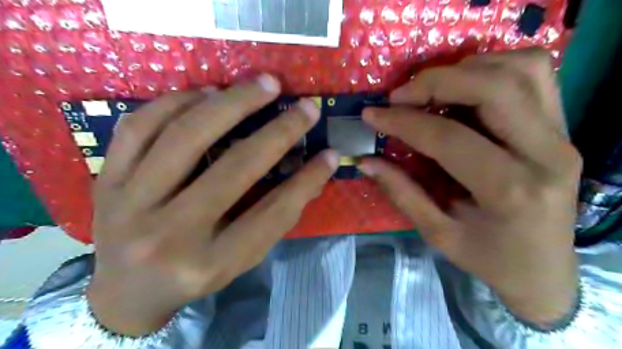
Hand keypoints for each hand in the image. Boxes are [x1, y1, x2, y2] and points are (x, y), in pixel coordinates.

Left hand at [86, 75, 338, 336]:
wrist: (127, 291)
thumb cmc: (195, 274)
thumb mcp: (241, 258)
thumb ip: (276, 217)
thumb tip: (314, 172)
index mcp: (210, 262)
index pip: (272, 213)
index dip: (306, 180)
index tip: (329, 154)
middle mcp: (169, 235)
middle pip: (234, 169)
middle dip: (278, 132)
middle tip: (304, 106)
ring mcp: (130, 204)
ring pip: (184, 137)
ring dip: (231, 102)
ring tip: (260, 84)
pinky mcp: (106, 180)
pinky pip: (139, 127)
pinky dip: (177, 101)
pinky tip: (206, 92)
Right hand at [363, 49, 581, 326]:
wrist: (544, 269)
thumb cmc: (489, 258)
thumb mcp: (438, 234)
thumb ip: (401, 192)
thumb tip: (366, 161)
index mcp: (510, 191)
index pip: (449, 137)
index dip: (403, 122)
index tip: (372, 114)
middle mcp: (546, 154)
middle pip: (494, 88)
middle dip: (436, 81)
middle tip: (399, 96)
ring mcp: (562, 135)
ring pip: (522, 69)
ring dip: (467, 69)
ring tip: (431, 88)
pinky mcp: (562, 127)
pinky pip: (535, 74)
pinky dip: (494, 68)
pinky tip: (465, 87)